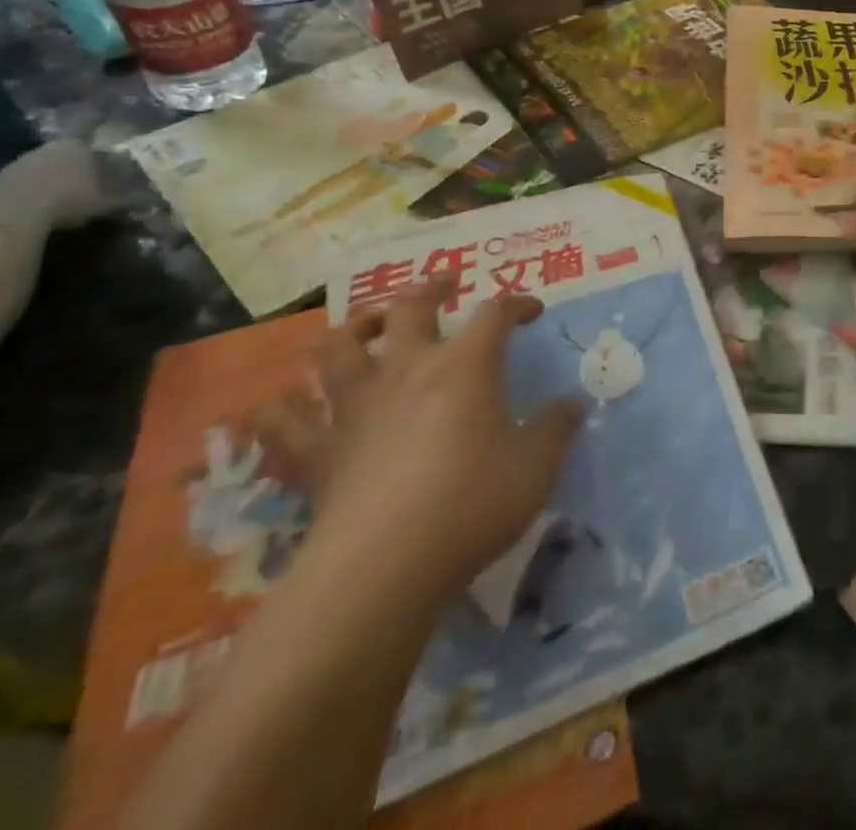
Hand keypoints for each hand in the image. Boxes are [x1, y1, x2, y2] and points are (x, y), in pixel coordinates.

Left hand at [260, 280, 585, 600]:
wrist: (381, 569)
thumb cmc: (470, 505)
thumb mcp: (535, 467)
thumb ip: (556, 429)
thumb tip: (573, 404)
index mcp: (465, 367)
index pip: (495, 313)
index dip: (516, 303)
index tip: (532, 311)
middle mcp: (406, 372)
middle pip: (409, 309)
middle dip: (429, 289)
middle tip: (445, 285)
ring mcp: (353, 409)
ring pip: (337, 348)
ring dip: (352, 329)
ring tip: (368, 327)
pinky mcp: (315, 454)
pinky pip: (282, 423)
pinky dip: (283, 409)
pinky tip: (289, 407)